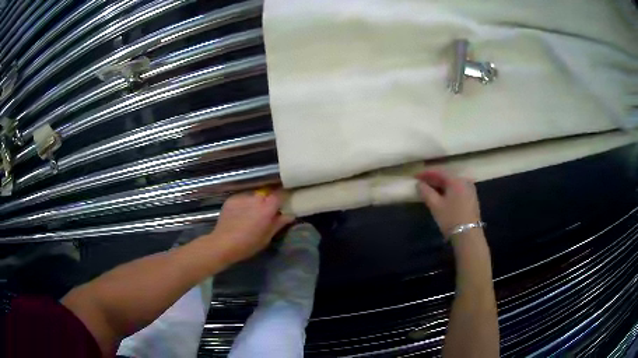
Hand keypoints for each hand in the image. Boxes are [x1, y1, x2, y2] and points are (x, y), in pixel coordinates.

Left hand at [209, 190, 294, 264]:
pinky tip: (240, 215)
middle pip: (266, 193)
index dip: (283, 196)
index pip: (280, 194)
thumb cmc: (248, 244)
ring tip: (251, 214)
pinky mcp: (231, 199)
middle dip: (268, 200)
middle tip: (267, 211)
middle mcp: (255, 199)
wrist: (223, 244)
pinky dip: (244, 204)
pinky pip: (242, 198)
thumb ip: (279, 223)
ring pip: (253, 196)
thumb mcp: (267, 237)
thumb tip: (290, 215)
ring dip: (255, 202)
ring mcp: (242, 197)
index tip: (285, 201)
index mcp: (267, 208)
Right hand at [415, 170, 480, 237]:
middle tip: (421, 183)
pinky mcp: (471, 198)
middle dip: (433, 179)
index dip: (426, 173)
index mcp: (456, 180)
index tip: (415, 177)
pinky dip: (448, 190)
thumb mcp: (435, 206)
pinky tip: (441, 196)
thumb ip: (426, 192)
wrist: (468, 235)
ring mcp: (470, 189)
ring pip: (452, 183)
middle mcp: (465, 181)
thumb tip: (419, 184)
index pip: (439, 172)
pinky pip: (457, 189)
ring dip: (440, 185)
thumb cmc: (451, 219)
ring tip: (429, 189)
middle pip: (446, 176)